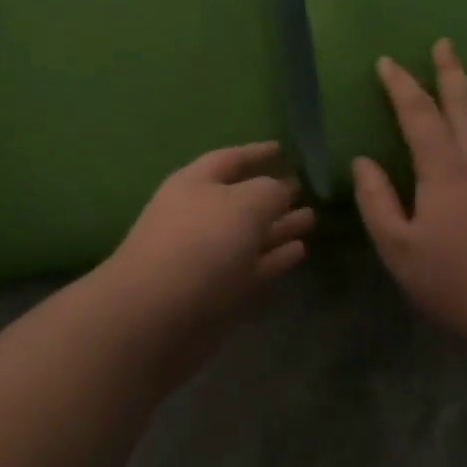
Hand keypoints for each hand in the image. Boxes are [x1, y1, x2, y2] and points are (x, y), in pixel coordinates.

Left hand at [102, 141, 314, 336]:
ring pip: (249, 235)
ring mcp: (206, 256)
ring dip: (278, 228)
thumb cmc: (200, 244)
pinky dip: (274, 258)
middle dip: (272, 195)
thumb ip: (270, 191)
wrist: (155, 317)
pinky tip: (300, 250)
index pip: (230, 159)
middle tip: (305, 190)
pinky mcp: (216, 292)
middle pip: (240, 199)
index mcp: (195, 183)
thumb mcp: (245, 204)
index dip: (256, 152)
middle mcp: (199, 215)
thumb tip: (282, 190)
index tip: (283, 149)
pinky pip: (252, 267)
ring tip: (311, 219)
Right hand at [353, 39, 466, 349]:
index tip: (387, 62)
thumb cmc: (455, 284)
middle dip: (450, 71)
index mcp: (444, 172)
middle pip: (465, 103)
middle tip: (443, 44)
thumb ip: (376, 202)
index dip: (401, 86)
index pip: (419, 115)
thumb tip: (362, 161)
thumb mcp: (399, 250)